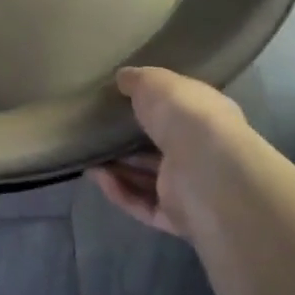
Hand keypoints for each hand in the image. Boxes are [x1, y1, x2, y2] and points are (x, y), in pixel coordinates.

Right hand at [91, 66, 253, 239]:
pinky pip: (142, 204)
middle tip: (98, 132)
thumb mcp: (155, 82)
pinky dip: (119, 191)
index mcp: (207, 116)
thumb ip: (138, 80)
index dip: (154, 106)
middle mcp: (202, 152)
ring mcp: (191, 187)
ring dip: (119, 168)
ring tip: (88, 155)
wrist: (205, 169)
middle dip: (131, 142)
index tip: (122, 101)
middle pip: (162, 147)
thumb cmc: (185, 116)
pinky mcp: (176, 217)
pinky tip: (96, 175)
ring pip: (150, 179)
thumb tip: (123, 77)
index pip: (180, 111)